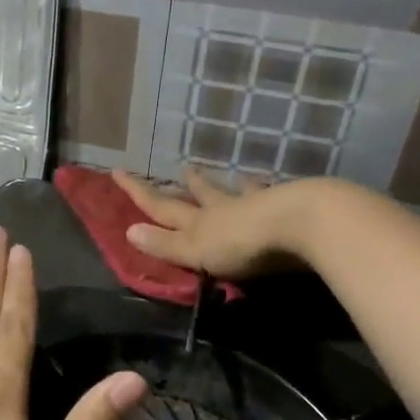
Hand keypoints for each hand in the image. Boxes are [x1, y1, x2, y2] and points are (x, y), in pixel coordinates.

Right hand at [111, 166, 314, 278]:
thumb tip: (128, 230)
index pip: (161, 206)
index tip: (117, 171)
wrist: (301, 223)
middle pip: (202, 195)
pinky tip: (273, 186)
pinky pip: (272, 195)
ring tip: (232, 175)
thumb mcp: (197, 250)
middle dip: (190, 185)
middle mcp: (224, 208)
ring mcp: (257, 205)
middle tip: (184, 169)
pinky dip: (267, 190)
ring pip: (238, 192)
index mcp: (199, 222)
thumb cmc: (243, 243)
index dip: (138, 191)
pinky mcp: (288, 208)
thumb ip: (166, 244)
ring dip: (230, 185)